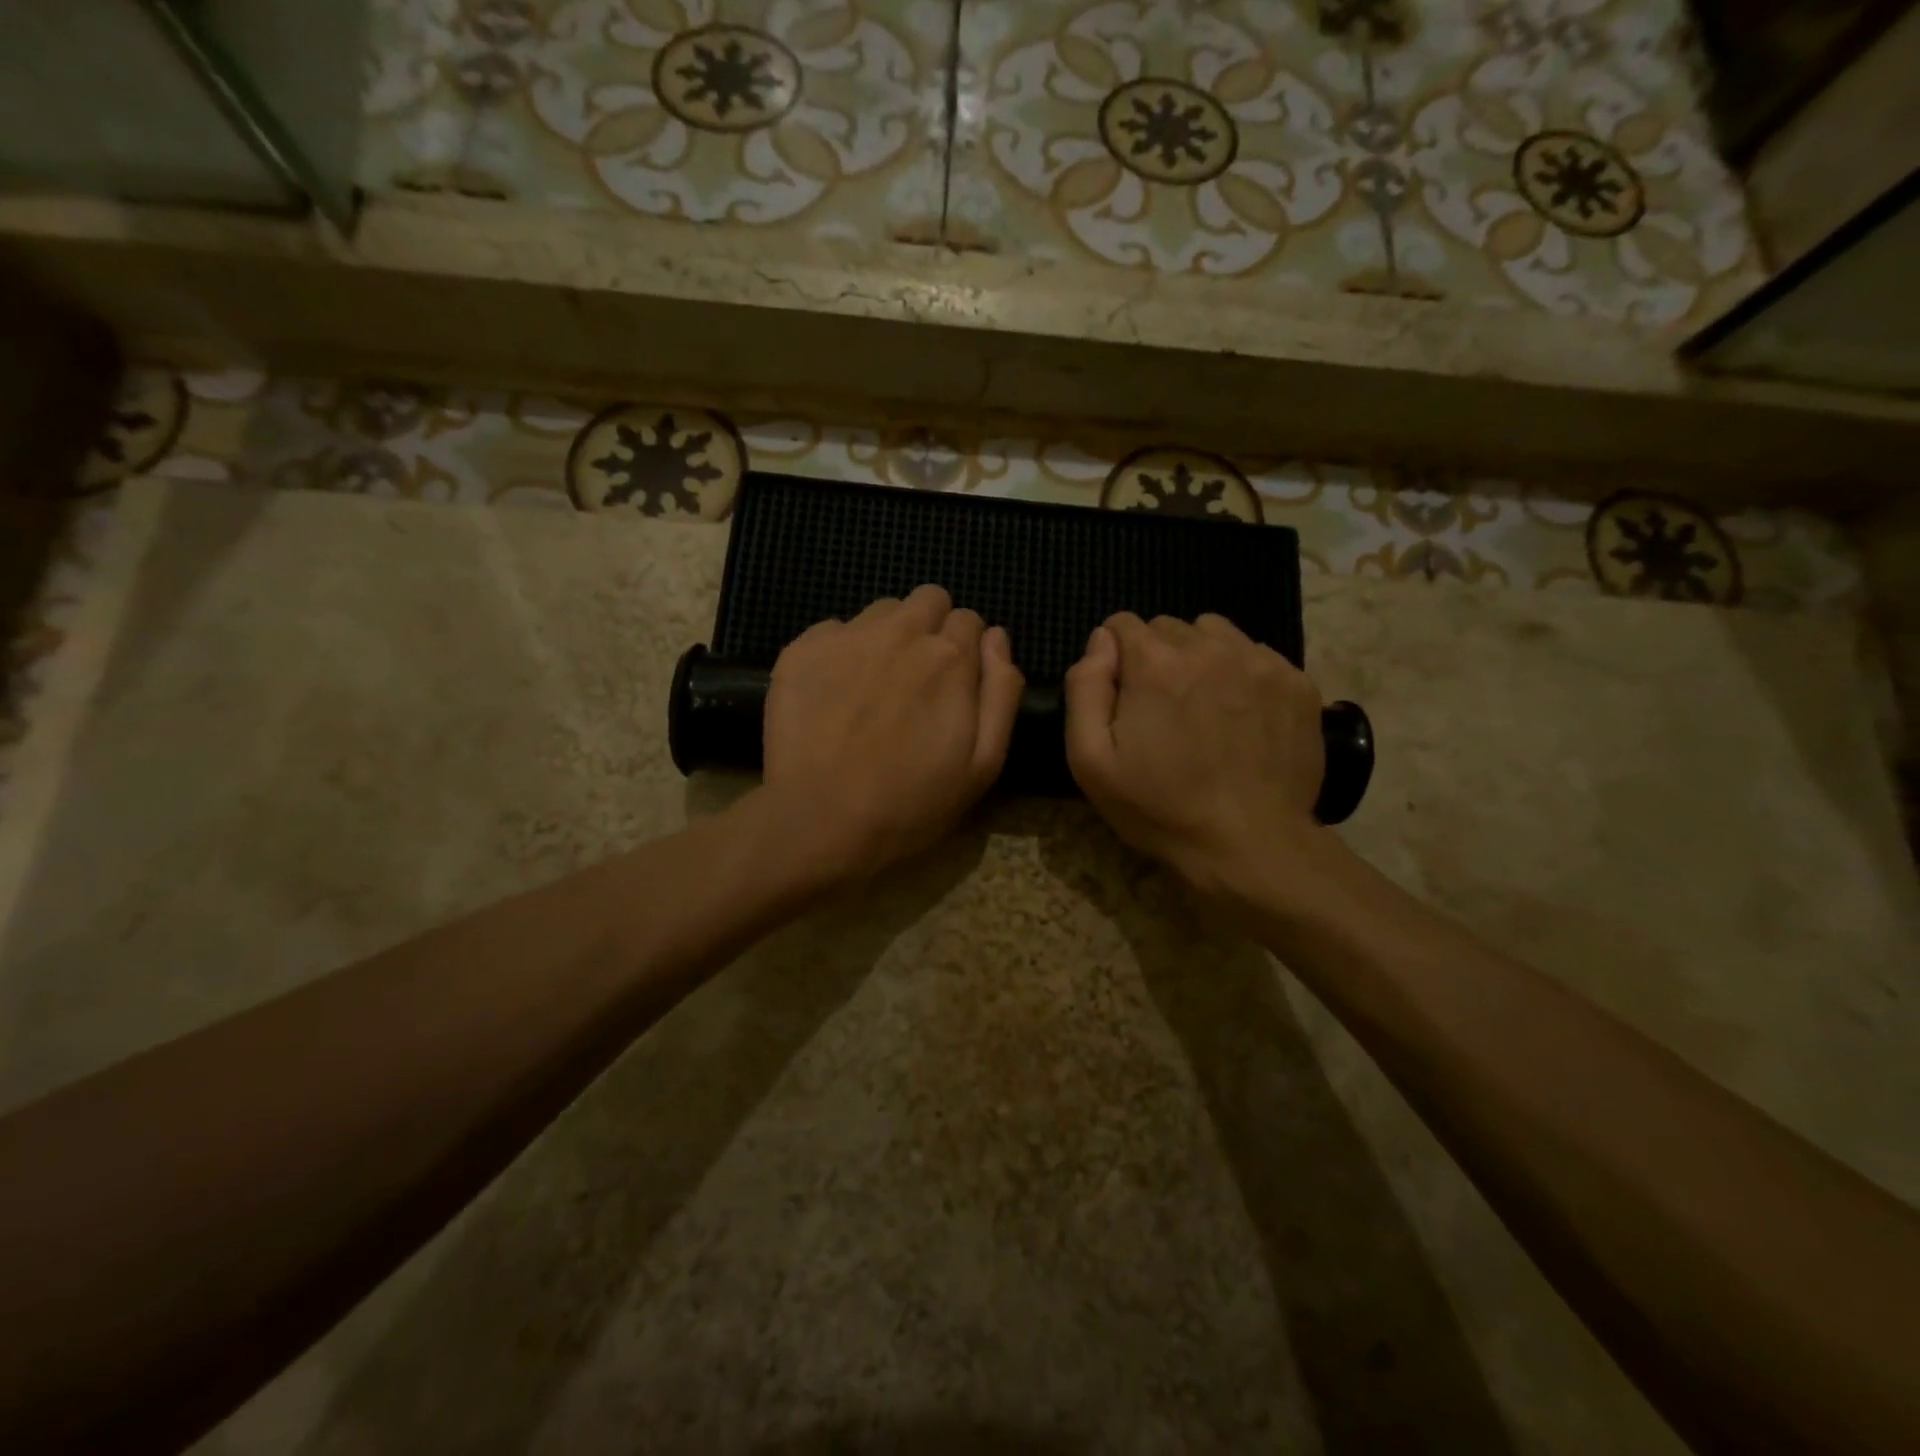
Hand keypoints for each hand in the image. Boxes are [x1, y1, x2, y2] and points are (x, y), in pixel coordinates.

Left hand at [759, 585, 1023, 880]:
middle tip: (917, 679)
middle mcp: (901, 632)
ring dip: (887, 637)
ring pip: (881, 612)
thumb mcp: (983, 763)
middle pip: (928, 600)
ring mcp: (847, 636)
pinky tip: (833, 694)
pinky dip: (840, 652)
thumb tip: (997, 637)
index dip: (966, 652)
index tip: (953, 686)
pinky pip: (832, 630)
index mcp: (949, 657)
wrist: (819, 821)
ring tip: (873, 686)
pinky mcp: (801, 649)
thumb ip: (1001, 692)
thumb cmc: (911, 802)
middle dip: (930, 628)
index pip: (970, 621)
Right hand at [1064, 612, 1324, 894]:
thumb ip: (1085, 688)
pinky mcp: (1297, 682)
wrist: (1250, 844)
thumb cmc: (1160, 807)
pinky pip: (1257, 656)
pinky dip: (1242, 674)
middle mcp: (1210, 647)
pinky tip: (1241, 717)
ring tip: (1203, 706)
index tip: (1122, 696)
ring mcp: (1261, 662)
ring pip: (1216, 634)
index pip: (1122, 624)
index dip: (1114, 657)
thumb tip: (1100, 642)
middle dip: (1156, 657)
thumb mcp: (1090, 760)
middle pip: (1169, 627)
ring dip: (1200, 658)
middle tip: (1161, 709)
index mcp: (1156, 663)